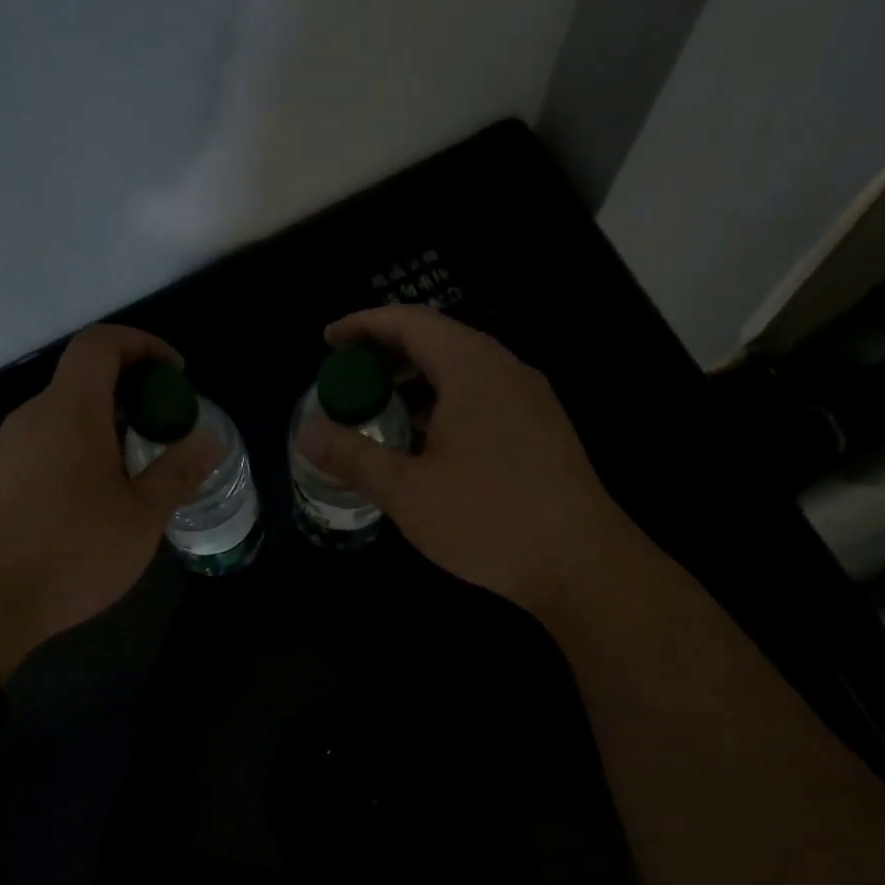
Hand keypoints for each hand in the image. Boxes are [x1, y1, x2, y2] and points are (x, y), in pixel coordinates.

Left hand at [0, 325, 218, 681]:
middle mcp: (33, 417)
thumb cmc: (73, 551)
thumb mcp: (141, 515)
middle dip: (133, 394)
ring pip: (65, 418)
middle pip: (84, 380)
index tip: (177, 378)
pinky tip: (97, 503)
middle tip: (167, 434)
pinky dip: (81, 454)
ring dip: (107, 429)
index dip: (144, 346)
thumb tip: (209, 440)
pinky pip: (47, 448)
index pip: (102, 343)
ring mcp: (8, 449)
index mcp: (70, 410)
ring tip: (138, 474)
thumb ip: (178, 471)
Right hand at [298, 305, 632, 618]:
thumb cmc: (486, 518)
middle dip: (387, 355)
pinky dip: (445, 405)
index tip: (328, 340)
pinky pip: (484, 398)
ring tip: (380, 412)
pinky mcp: (543, 429)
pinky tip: (427, 444)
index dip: (363, 325)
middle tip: (347, 380)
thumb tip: (305, 432)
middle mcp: (506, 370)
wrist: (580, 562)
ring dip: (417, 383)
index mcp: (471, 368)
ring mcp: (531, 399)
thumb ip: (352, 456)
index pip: (410, 322)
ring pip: (463, 372)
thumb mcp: (406, 490)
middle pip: (438, 341)